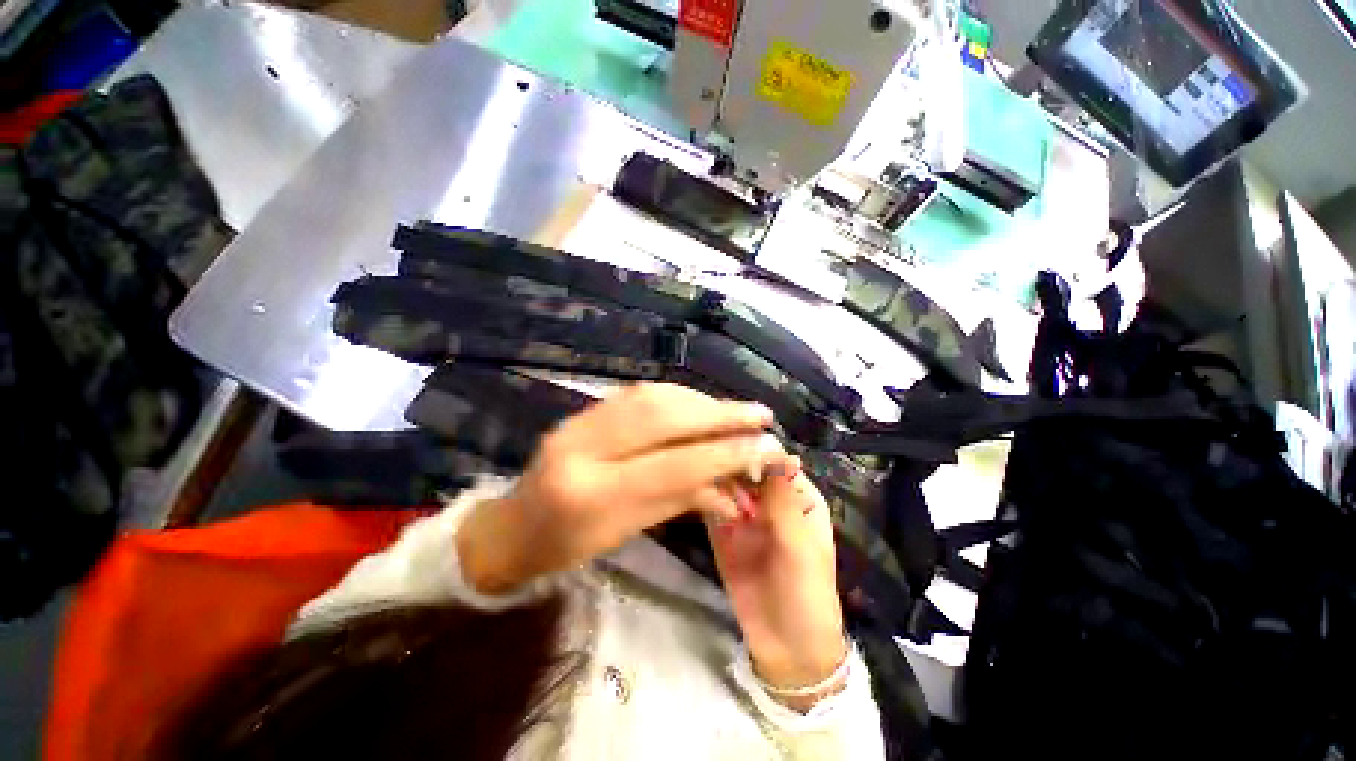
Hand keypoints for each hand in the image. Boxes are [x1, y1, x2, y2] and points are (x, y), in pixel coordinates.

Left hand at [458, 384, 792, 594]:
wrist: (515, 525)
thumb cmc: (571, 545)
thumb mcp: (629, 531)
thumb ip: (682, 500)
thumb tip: (735, 486)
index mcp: (593, 494)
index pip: (674, 465)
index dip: (724, 453)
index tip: (766, 446)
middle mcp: (584, 446)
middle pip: (664, 418)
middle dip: (719, 415)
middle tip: (759, 414)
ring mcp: (580, 420)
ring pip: (653, 398)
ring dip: (700, 402)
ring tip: (733, 411)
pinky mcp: (583, 409)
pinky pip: (638, 394)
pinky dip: (676, 396)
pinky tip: (698, 403)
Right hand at [708, 463, 846, 709]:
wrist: (786, 647)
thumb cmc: (806, 593)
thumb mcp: (800, 545)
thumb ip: (784, 499)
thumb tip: (782, 451)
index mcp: (798, 497)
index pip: (776, 460)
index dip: (759, 450)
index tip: (736, 443)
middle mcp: (769, 499)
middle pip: (748, 468)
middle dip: (735, 468)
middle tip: (724, 478)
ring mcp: (743, 514)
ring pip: (728, 483)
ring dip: (720, 483)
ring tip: (716, 494)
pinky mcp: (722, 531)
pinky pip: (712, 505)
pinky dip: (705, 497)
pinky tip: (698, 495)